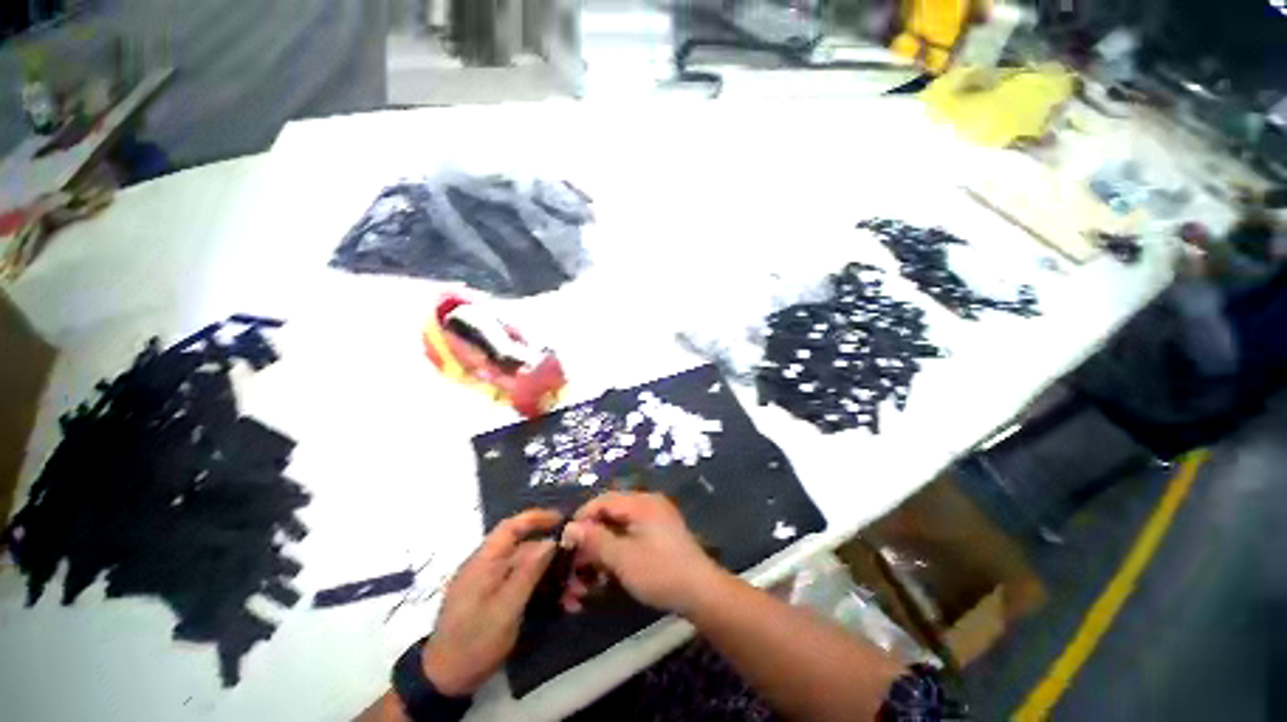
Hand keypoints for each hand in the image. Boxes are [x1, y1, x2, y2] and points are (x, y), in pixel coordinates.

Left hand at [421, 509, 560, 695]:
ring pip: (529, 569)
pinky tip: (564, 604)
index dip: (536, 518)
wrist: (446, 681)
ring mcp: (492, 583)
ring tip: (577, 594)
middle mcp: (488, 566)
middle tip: (580, 568)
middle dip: (555, 557)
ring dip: (554, 577)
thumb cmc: (473, 643)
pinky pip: (525, 585)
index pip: (510, 527)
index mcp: (483, 562)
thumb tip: (551, 541)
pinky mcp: (497, 598)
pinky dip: (545, 590)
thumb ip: (527, 573)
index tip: (563, 519)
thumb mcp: (504, 610)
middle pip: (526, 550)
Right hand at [559, 492, 724, 614]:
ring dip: (601, 550)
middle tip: (574, 565)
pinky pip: (630, 536)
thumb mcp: (623, 558)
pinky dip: (616, 552)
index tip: (565, 541)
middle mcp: (648, 505)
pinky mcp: (659, 535)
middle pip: (610, 515)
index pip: (603, 500)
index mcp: (641, 503)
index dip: (582, 518)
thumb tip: (571, 527)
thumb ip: (595, 540)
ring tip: (587, 577)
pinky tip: (606, 574)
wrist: (701, 592)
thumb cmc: (660, 572)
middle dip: (590, 540)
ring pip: (618, 529)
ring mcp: (655, 519)